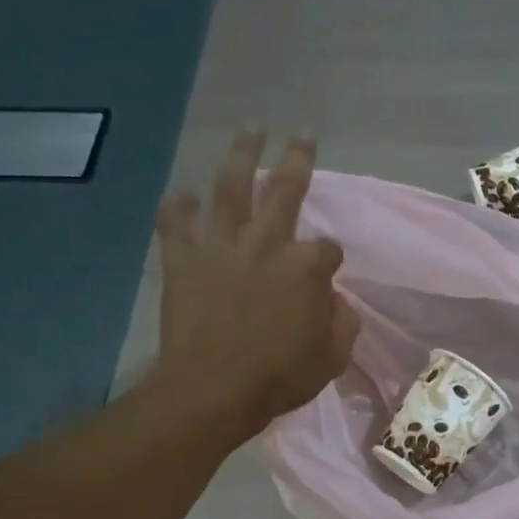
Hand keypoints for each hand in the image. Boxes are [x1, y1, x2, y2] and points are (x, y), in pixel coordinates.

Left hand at [150, 130, 359, 440]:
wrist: (215, 388)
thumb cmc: (280, 377)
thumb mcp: (332, 358)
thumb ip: (342, 323)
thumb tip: (336, 301)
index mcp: (307, 268)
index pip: (328, 249)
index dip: (330, 258)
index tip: (327, 271)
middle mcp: (266, 243)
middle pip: (285, 191)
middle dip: (297, 160)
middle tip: (302, 134)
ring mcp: (221, 245)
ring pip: (231, 187)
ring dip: (242, 156)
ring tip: (250, 131)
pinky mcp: (183, 258)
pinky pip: (175, 222)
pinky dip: (179, 207)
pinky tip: (185, 196)